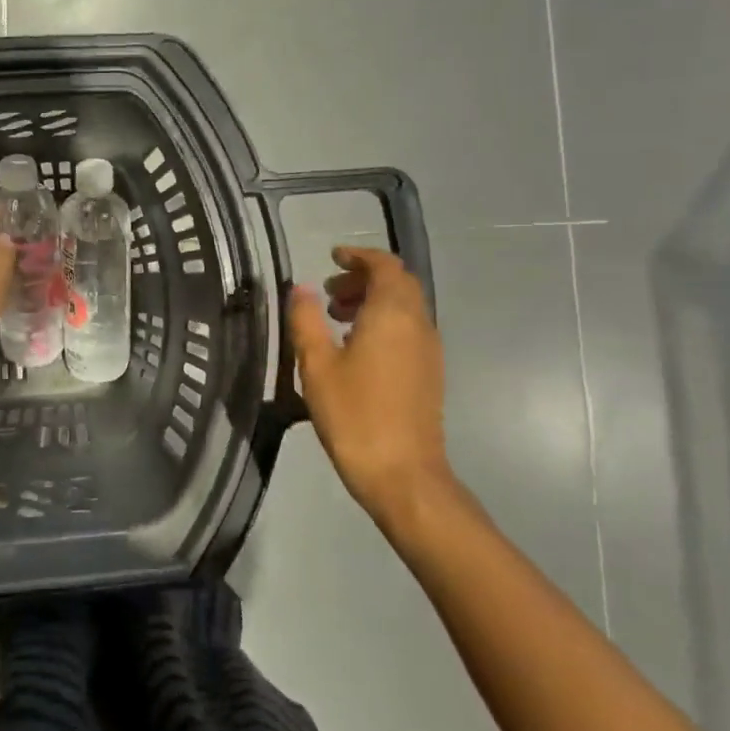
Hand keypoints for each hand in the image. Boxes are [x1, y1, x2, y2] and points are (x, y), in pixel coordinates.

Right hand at [288, 246, 449, 528]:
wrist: (403, 474)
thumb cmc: (355, 416)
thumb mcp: (317, 366)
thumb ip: (306, 320)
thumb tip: (300, 288)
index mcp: (392, 315)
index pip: (385, 265)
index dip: (359, 255)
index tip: (332, 257)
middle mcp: (417, 324)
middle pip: (398, 283)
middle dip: (364, 278)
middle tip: (328, 292)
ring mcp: (428, 350)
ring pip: (405, 307)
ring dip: (373, 301)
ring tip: (336, 317)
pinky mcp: (429, 372)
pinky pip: (408, 329)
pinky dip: (383, 322)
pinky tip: (355, 348)